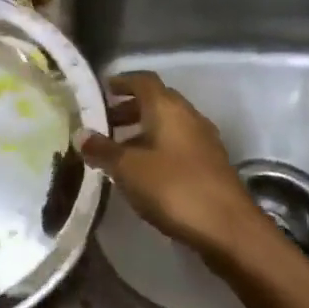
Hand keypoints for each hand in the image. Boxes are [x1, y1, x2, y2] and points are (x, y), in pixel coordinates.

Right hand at [76, 71, 263, 266]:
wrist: (228, 227)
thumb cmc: (173, 187)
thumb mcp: (128, 169)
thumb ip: (102, 149)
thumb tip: (80, 133)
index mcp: (168, 107)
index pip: (143, 80)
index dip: (122, 82)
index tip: (102, 90)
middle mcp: (188, 115)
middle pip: (156, 101)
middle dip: (129, 109)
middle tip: (104, 123)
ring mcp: (203, 140)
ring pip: (168, 125)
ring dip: (143, 131)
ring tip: (118, 151)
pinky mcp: (210, 164)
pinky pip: (178, 145)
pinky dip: (157, 148)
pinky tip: (143, 172)